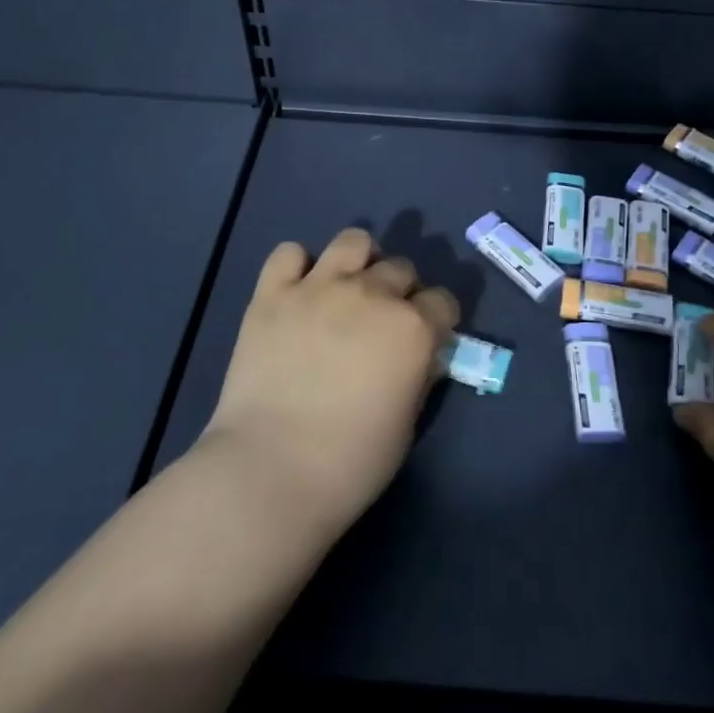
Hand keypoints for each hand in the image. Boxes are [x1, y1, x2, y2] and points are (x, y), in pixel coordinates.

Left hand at [200, 228, 458, 536]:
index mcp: (413, 327)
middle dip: (400, 291)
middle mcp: (371, 294)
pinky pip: (289, 253)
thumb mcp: (407, 423)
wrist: (270, 470)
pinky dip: (297, 267)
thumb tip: (424, 355)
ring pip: (353, 241)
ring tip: (347, 290)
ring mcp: (319, 288)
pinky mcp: (272, 294)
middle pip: (401, 268)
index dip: (438, 320)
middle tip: (382, 321)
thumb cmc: (351, 461)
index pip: (443, 301)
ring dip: (358, 262)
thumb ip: (419, 376)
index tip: (428, 338)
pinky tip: (298, 292)